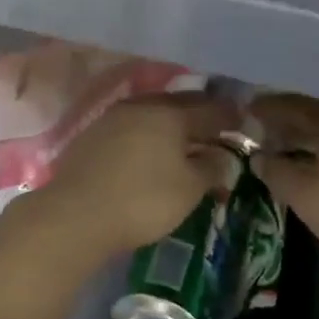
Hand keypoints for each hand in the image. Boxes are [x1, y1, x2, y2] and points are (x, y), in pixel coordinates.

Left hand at [26, 93, 242, 261]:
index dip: (229, 116)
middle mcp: (141, 107)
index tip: (242, 120)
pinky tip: (149, 149)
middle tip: (215, 126)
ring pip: (151, 114)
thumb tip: (222, 157)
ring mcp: (111, 118)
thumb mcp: (189, 189)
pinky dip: (146, 135)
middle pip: (178, 105)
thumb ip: (211, 168)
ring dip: (170, 124)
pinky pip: (130, 127)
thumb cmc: (143, 200)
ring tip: (183, 139)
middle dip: (199, 114)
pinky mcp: (91, 136)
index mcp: (169, 114)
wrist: (75, 214)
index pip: (209, 109)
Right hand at [249, 94, 318, 286]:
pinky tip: (312, 159)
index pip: (292, 106)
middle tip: (261, 123)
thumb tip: (259, 156)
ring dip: (303, 129)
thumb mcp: (305, 197)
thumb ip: (277, 172)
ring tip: (281, 142)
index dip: (267, 107)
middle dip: (285, 115)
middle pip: (313, 111)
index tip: (246, 109)